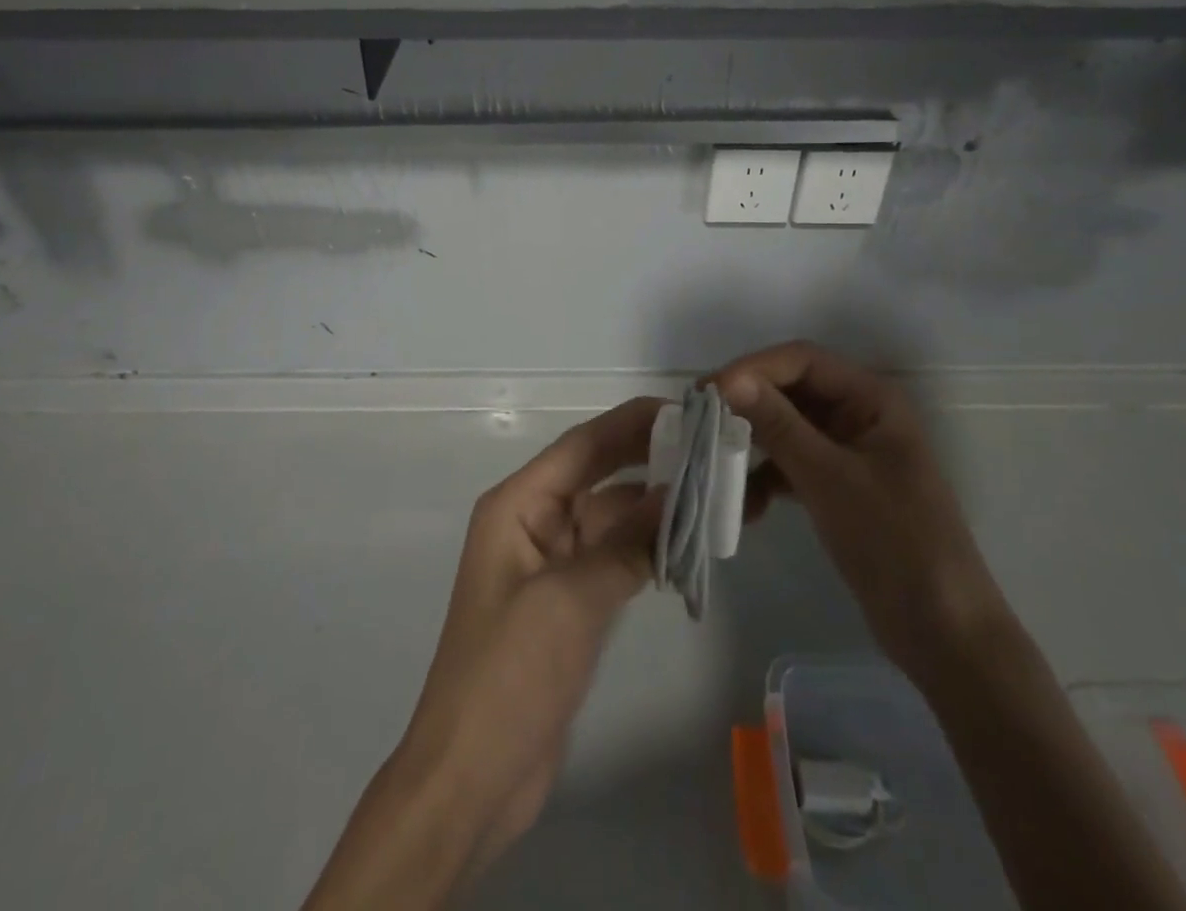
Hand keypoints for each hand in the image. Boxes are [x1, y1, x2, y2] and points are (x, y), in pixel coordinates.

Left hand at [398, 397, 664, 867]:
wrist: (473, 776)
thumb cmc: (509, 673)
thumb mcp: (570, 599)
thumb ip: (625, 543)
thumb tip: (676, 494)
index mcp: (517, 506)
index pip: (581, 447)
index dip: (630, 424)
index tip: (683, 410)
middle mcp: (532, 522)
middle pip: (596, 475)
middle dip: (646, 459)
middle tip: (708, 447)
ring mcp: (550, 563)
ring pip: (609, 518)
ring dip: (652, 508)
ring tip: (712, 494)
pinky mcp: (567, 602)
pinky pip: (612, 557)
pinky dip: (645, 549)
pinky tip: (685, 545)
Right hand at [717, 342, 1007, 682]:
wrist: (943, 634)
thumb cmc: (894, 542)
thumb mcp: (829, 478)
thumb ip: (778, 425)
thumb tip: (729, 379)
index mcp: (871, 398)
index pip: (801, 361)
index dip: (752, 368)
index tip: (706, 392)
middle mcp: (858, 414)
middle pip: (790, 391)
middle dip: (746, 406)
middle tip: (699, 423)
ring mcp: (847, 451)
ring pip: (785, 429)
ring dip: (751, 446)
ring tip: (715, 467)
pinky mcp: (836, 486)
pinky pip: (790, 465)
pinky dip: (765, 480)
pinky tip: (746, 509)